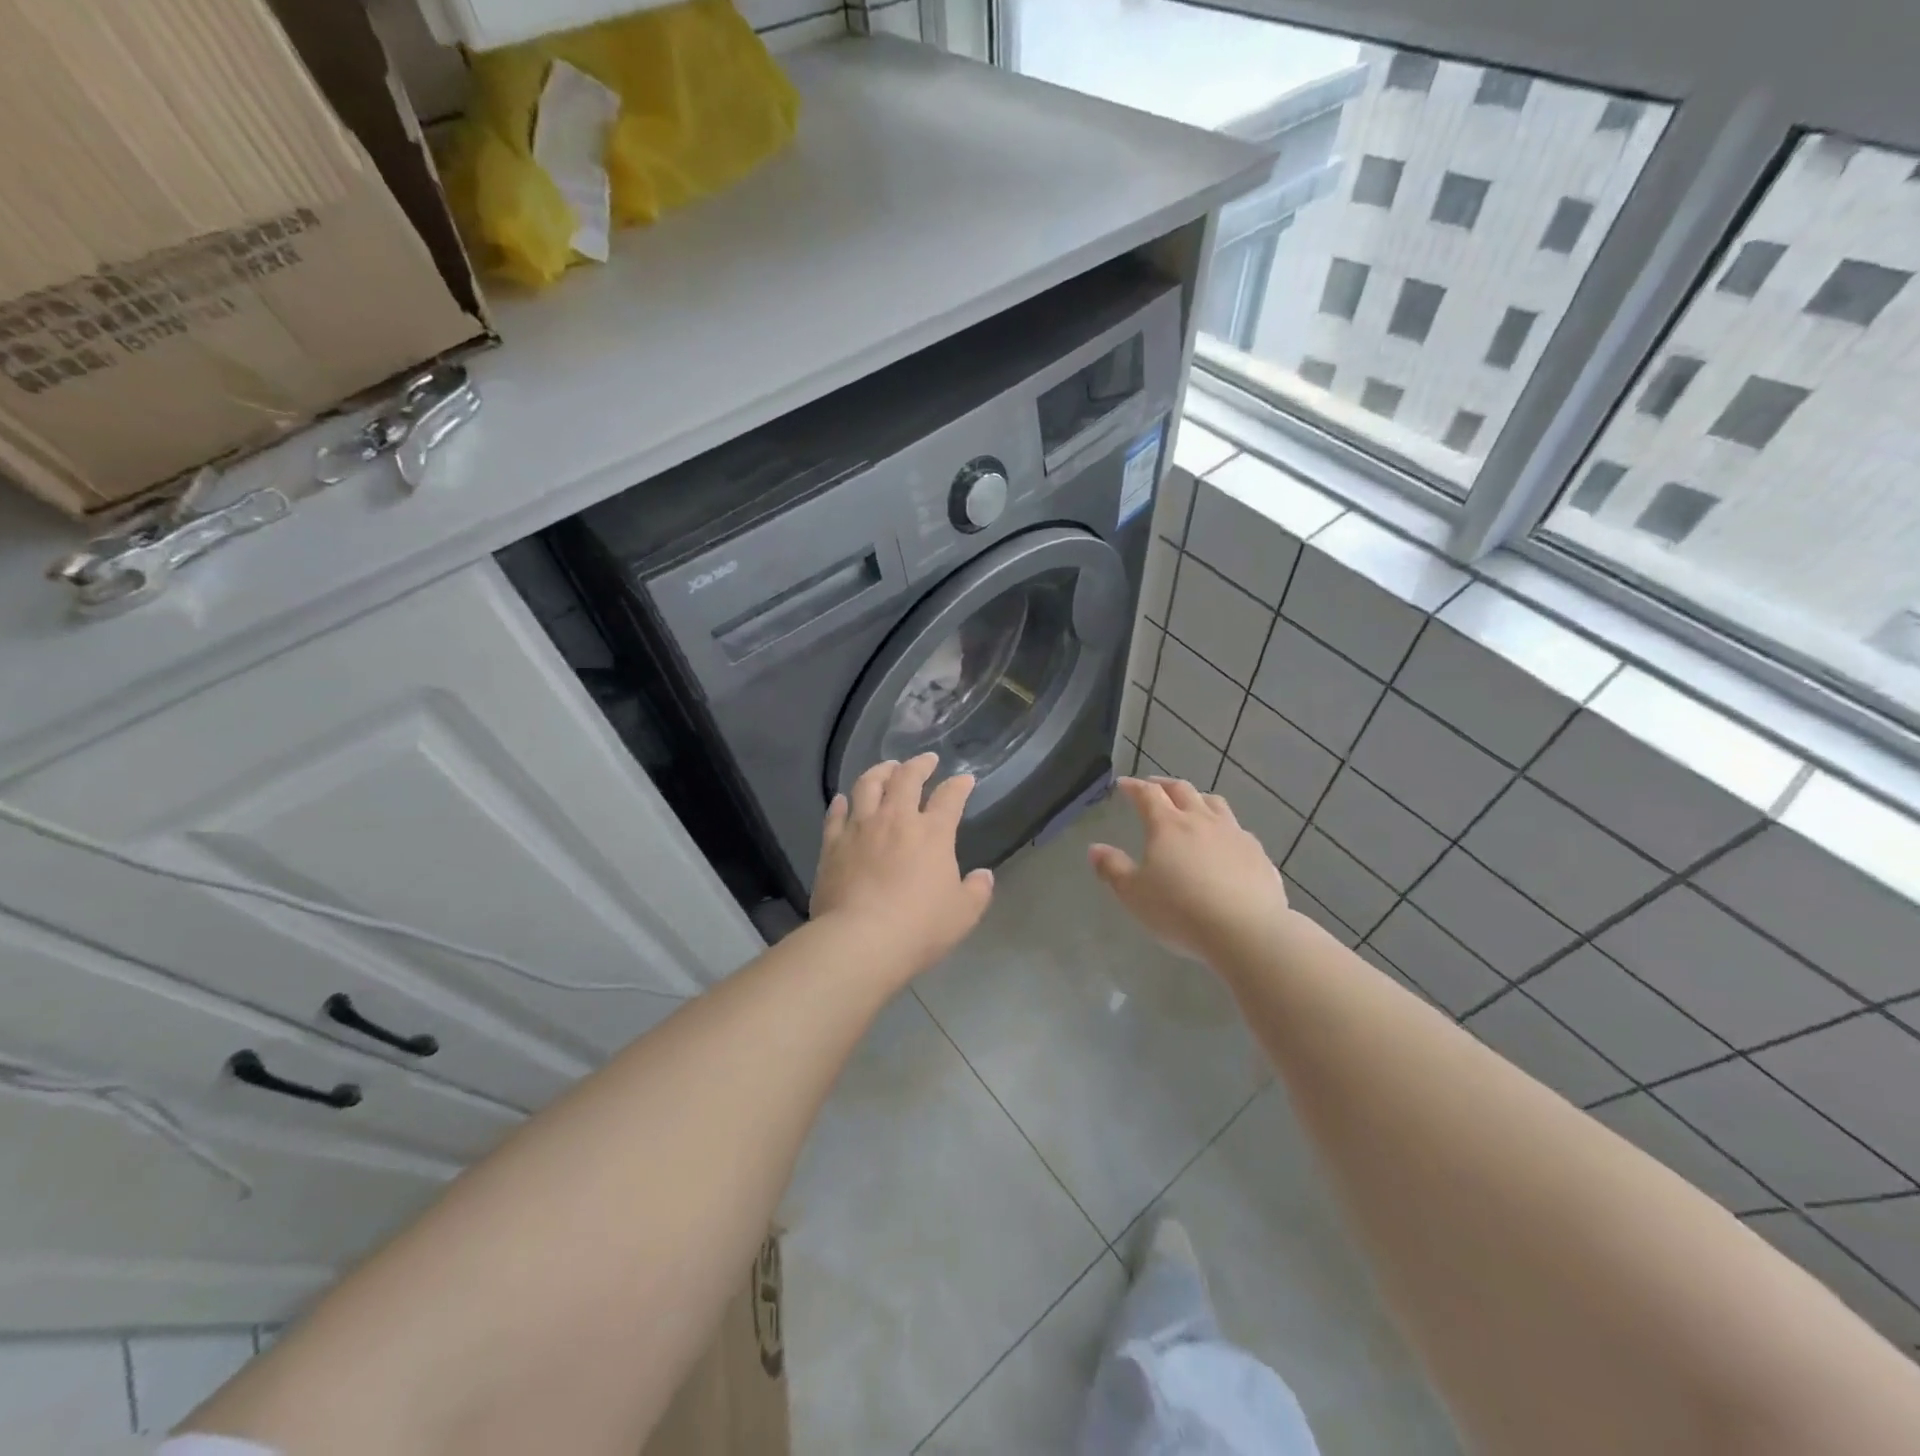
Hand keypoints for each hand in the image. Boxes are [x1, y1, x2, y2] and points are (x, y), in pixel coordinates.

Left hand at [811, 753, 994, 977]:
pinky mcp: (832, 845)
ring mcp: (860, 828)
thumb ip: (977, 891)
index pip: (949, 797)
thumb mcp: (963, 914)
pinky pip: (836, 814)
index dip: (959, 785)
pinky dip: (842, 803)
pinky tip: (844, 800)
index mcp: (932, 833)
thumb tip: (983, 875)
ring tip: (886, 768)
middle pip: (906, 778)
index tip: (964, 779)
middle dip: (919, 764)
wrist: (860, 940)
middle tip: (925, 760)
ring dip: (880, 771)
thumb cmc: (919, 927)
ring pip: (868, 785)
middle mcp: (896, 819)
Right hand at [1089, 776, 1290, 960]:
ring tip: (1191, 805)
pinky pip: (1238, 829)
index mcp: (1167, 825)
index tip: (1123, 784)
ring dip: (1197, 799)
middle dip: (1163, 785)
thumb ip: (1113, 869)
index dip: (1134, 786)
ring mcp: (1234, 834)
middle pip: (1182, 790)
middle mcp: (1201, 820)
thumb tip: (1095, 848)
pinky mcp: (1258, 853)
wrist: (1246, 931)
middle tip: (1153, 787)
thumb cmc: (1180, 911)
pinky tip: (1224, 842)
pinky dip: (1224, 827)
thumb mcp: (1134, 894)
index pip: (1147, 794)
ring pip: (1214, 803)